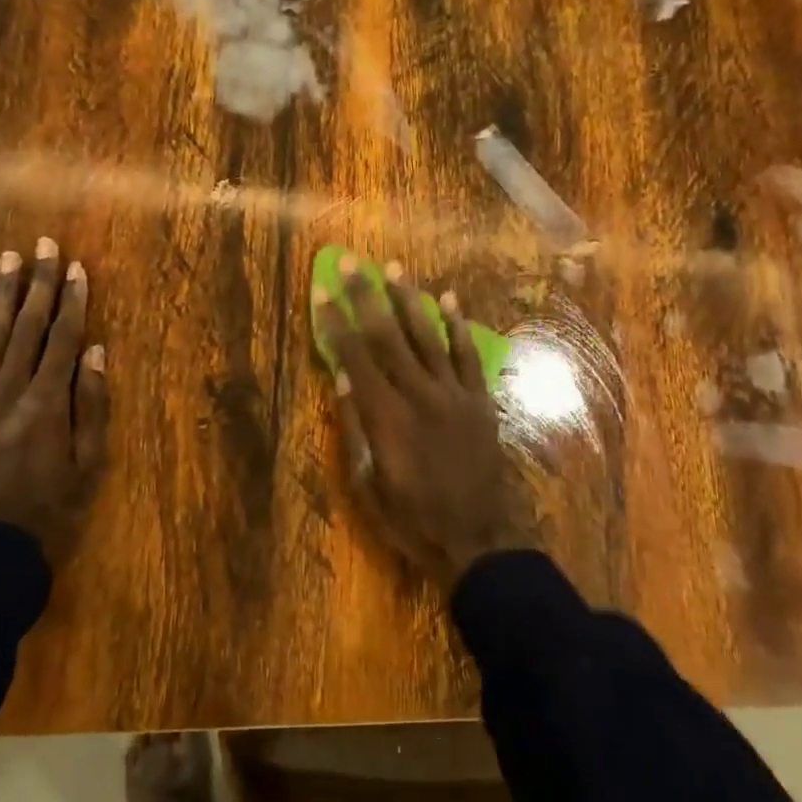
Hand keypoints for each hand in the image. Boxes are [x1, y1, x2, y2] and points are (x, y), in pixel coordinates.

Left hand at [0, 240, 110, 566]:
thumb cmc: (49, 510)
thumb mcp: (88, 464)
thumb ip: (92, 405)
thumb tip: (96, 351)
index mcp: (47, 404)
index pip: (64, 339)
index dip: (74, 301)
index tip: (78, 267)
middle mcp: (8, 392)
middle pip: (28, 328)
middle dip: (39, 284)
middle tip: (43, 245)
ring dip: (2, 296)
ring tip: (9, 259)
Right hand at [314, 258, 536, 589]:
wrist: (478, 538)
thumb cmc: (412, 518)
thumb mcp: (367, 484)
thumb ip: (355, 428)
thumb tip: (342, 378)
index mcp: (387, 416)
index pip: (355, 357)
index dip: (336, 323)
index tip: (322, 292)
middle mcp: (420, 394)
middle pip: (388, 336)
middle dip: (367, 297)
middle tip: (352, 263)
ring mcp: (454, 394)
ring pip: (428, 336)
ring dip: (409, 300)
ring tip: (394, 268)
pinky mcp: (480, 400)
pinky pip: (468, 355)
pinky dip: (458, 326)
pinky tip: (449, 299)